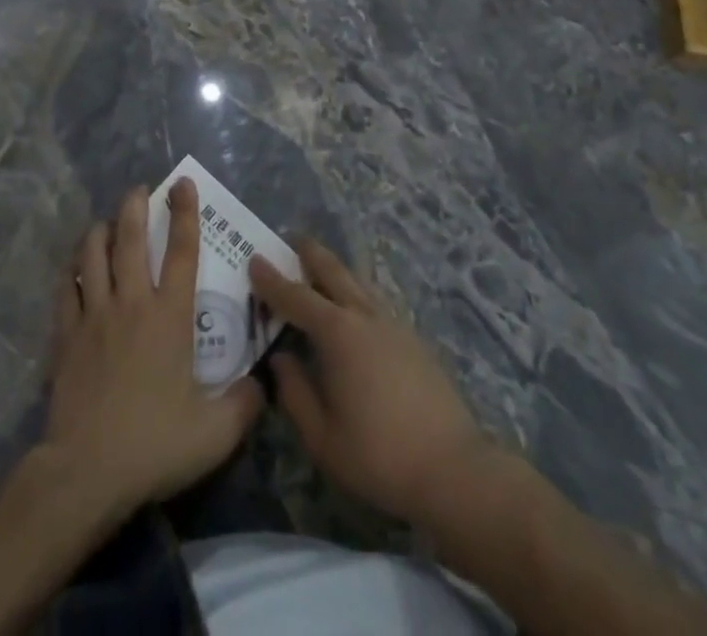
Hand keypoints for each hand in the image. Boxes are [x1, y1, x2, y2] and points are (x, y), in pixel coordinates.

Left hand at [42, 179, 263, 518]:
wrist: (86, 472)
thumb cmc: (154, 445)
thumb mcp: (215, 433)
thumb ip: (244, 403)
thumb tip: (261, 383)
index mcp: (169, 316)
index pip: (182, 251)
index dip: (185, 213)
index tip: (183, 184)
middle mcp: (132, 303)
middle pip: (130, 240)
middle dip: (134, 207)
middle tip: (138, 189)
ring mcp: (94, 316)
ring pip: (92, 255)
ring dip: (99, 231)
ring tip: (106, 222)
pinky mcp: (65, 335)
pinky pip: (66, 289)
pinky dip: (71, 272)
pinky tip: (74, 269)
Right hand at [251, 240, 492, 524]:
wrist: (452, 468)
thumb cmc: (378, 455)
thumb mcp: (322, 436)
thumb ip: (295, 392)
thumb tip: (281, 358)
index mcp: (338, 334)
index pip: (296, 298)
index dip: (272, 280)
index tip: (254, 259)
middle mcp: (365, 317)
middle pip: (334, 273)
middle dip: (311, 254)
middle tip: (293, 239)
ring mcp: (394, 325)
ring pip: (358, 284)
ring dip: (336, 271)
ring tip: (321, 268)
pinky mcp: (413, 340)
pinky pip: (375, 303)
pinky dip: (356, 294)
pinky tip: (354, 309)